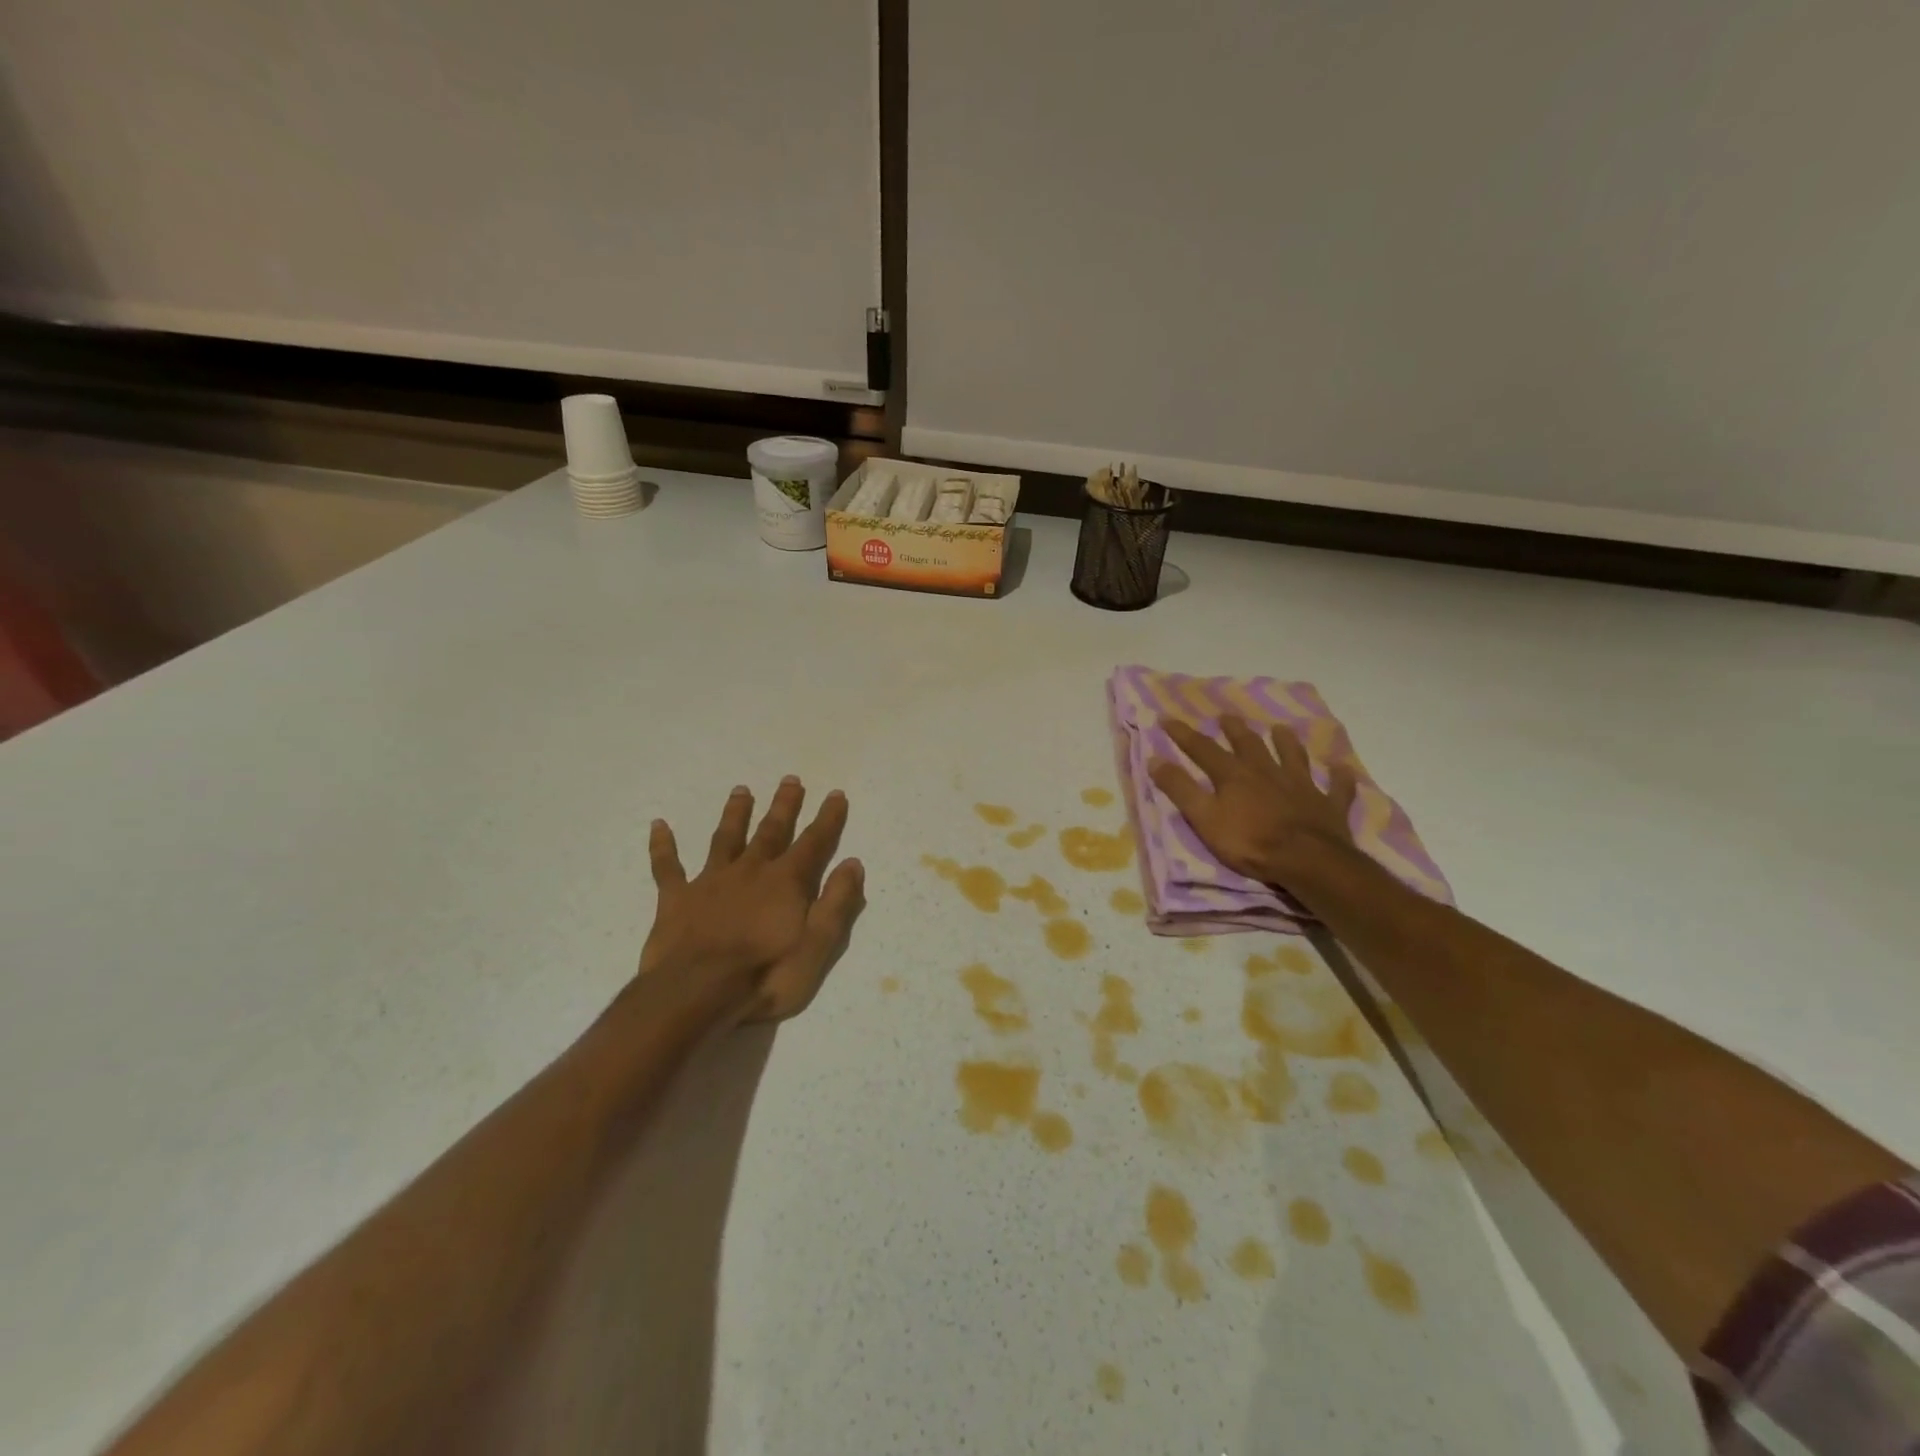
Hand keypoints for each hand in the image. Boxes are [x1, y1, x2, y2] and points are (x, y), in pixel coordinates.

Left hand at [640, 777, 865, 1022]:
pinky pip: (667, 867)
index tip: (836, 794)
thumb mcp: (817, 946)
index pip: (813, 843)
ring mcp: (710, 882)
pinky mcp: (676, 899)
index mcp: (785, 882)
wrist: (696, 993)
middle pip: (771, 831)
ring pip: (725, 839)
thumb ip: (837, 902)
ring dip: (735, 814)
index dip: (827, 819)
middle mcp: (750, 871)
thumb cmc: (765, 975)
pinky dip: (663, 846)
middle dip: (783, 806)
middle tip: (790, 779)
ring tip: (741, 790)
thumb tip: (852, 863)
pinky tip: (658, 825)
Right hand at [1148, 717, 1357, 888]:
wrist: (1307, 860)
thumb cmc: (1250, 842)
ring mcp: (1301, 786)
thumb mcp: (1204, 818)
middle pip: (1249, 745)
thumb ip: (1180, 789)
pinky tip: (1340, 768)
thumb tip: (1155, 760)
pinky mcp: (1328, 804)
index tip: (1167, 718)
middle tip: (1227, 716)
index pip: (1203, 749)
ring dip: (1286, 742)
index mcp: (1234, 776)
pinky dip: (1338, 777)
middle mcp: (1266, 772)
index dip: (1183, 734)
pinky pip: (1337, 787)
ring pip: (1293, 756)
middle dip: (1235, 730)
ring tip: (1281, 728)